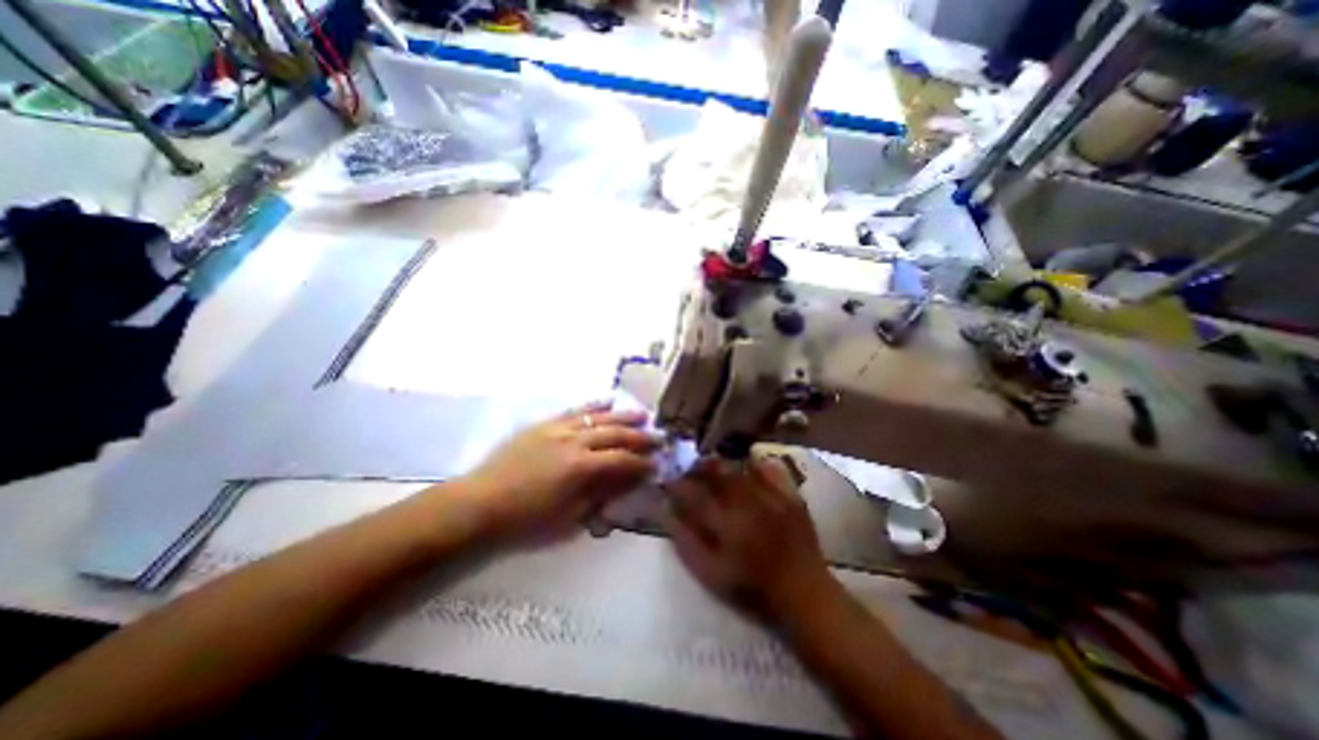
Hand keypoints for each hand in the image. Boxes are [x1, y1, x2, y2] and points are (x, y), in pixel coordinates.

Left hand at [463, 403, 659, 541]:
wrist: (479, 504)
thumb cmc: (525, 521)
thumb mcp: (568, 519)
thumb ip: (600, 497)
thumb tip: (626, 483)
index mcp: (581, 467)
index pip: (622, 461)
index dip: (642, 464)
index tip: (657, 465)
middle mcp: (574, 441)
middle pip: (615, 434)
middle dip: (640, 437)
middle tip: (659, 437)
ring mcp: (558, 428)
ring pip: (598, 418)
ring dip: (623, 416)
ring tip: (643, 414)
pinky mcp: (544, 424)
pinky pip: (574, 410)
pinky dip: (593, 405)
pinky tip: (607, 401)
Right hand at [666, 457, 839, 622]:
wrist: (803, 593)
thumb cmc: (752, 588)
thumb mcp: (711, 574)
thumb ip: (686, 542)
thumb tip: (667, 514)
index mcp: (727, 524)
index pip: (694, 495)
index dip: (678, 484)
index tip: (668, 479)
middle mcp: (748, 504)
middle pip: (717, 474)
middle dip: (699, 467)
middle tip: (690, 467)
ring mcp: (772, 497)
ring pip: (740, 468)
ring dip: (722, 464)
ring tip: (712, 464)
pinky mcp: (791, 496)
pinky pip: (771, 469)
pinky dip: (756, 463)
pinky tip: (747, 464)